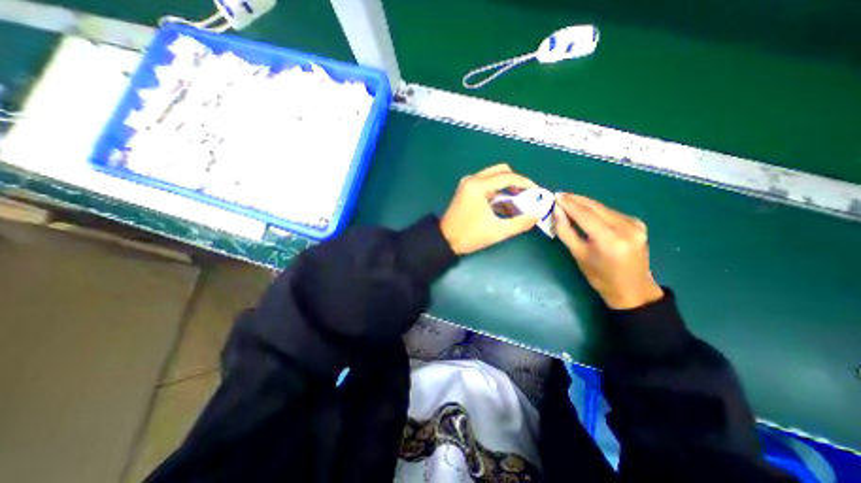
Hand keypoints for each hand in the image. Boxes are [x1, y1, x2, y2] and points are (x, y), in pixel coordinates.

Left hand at [443, 162, 535, 254]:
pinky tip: (503, 201)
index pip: (508, 177)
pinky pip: (486, 182)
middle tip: (526, 195)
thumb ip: (520, 223)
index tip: (537, 192)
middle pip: (501, 170)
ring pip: (493, 175)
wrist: (445, 240)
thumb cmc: (470, 236)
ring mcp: (467, 183)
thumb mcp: (498, 231)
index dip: (526, 183)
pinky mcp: (465, 190)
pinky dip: (497, 188)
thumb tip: (537, 215)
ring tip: (517, 198)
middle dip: (516, 181)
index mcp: (479, 186)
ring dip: (507, 184)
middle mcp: (472, 179)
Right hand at [555, 192, 660, 308]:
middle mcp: (627, 228)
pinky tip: (584, 210)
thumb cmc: (600, 277)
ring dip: (584, 203)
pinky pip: (610, 212)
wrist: (632, 289)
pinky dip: (595, 210)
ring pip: (603, 207)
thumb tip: (556, 212)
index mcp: (611, 240)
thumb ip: (566, 232)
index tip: (555, 196)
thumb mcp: (578, 255)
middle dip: (576, 200)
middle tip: (559, 195)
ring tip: (568, 201)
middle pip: (596, 207)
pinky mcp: (638, 223)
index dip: (569, 204)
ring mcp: (635, 224)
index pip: (586, 215)